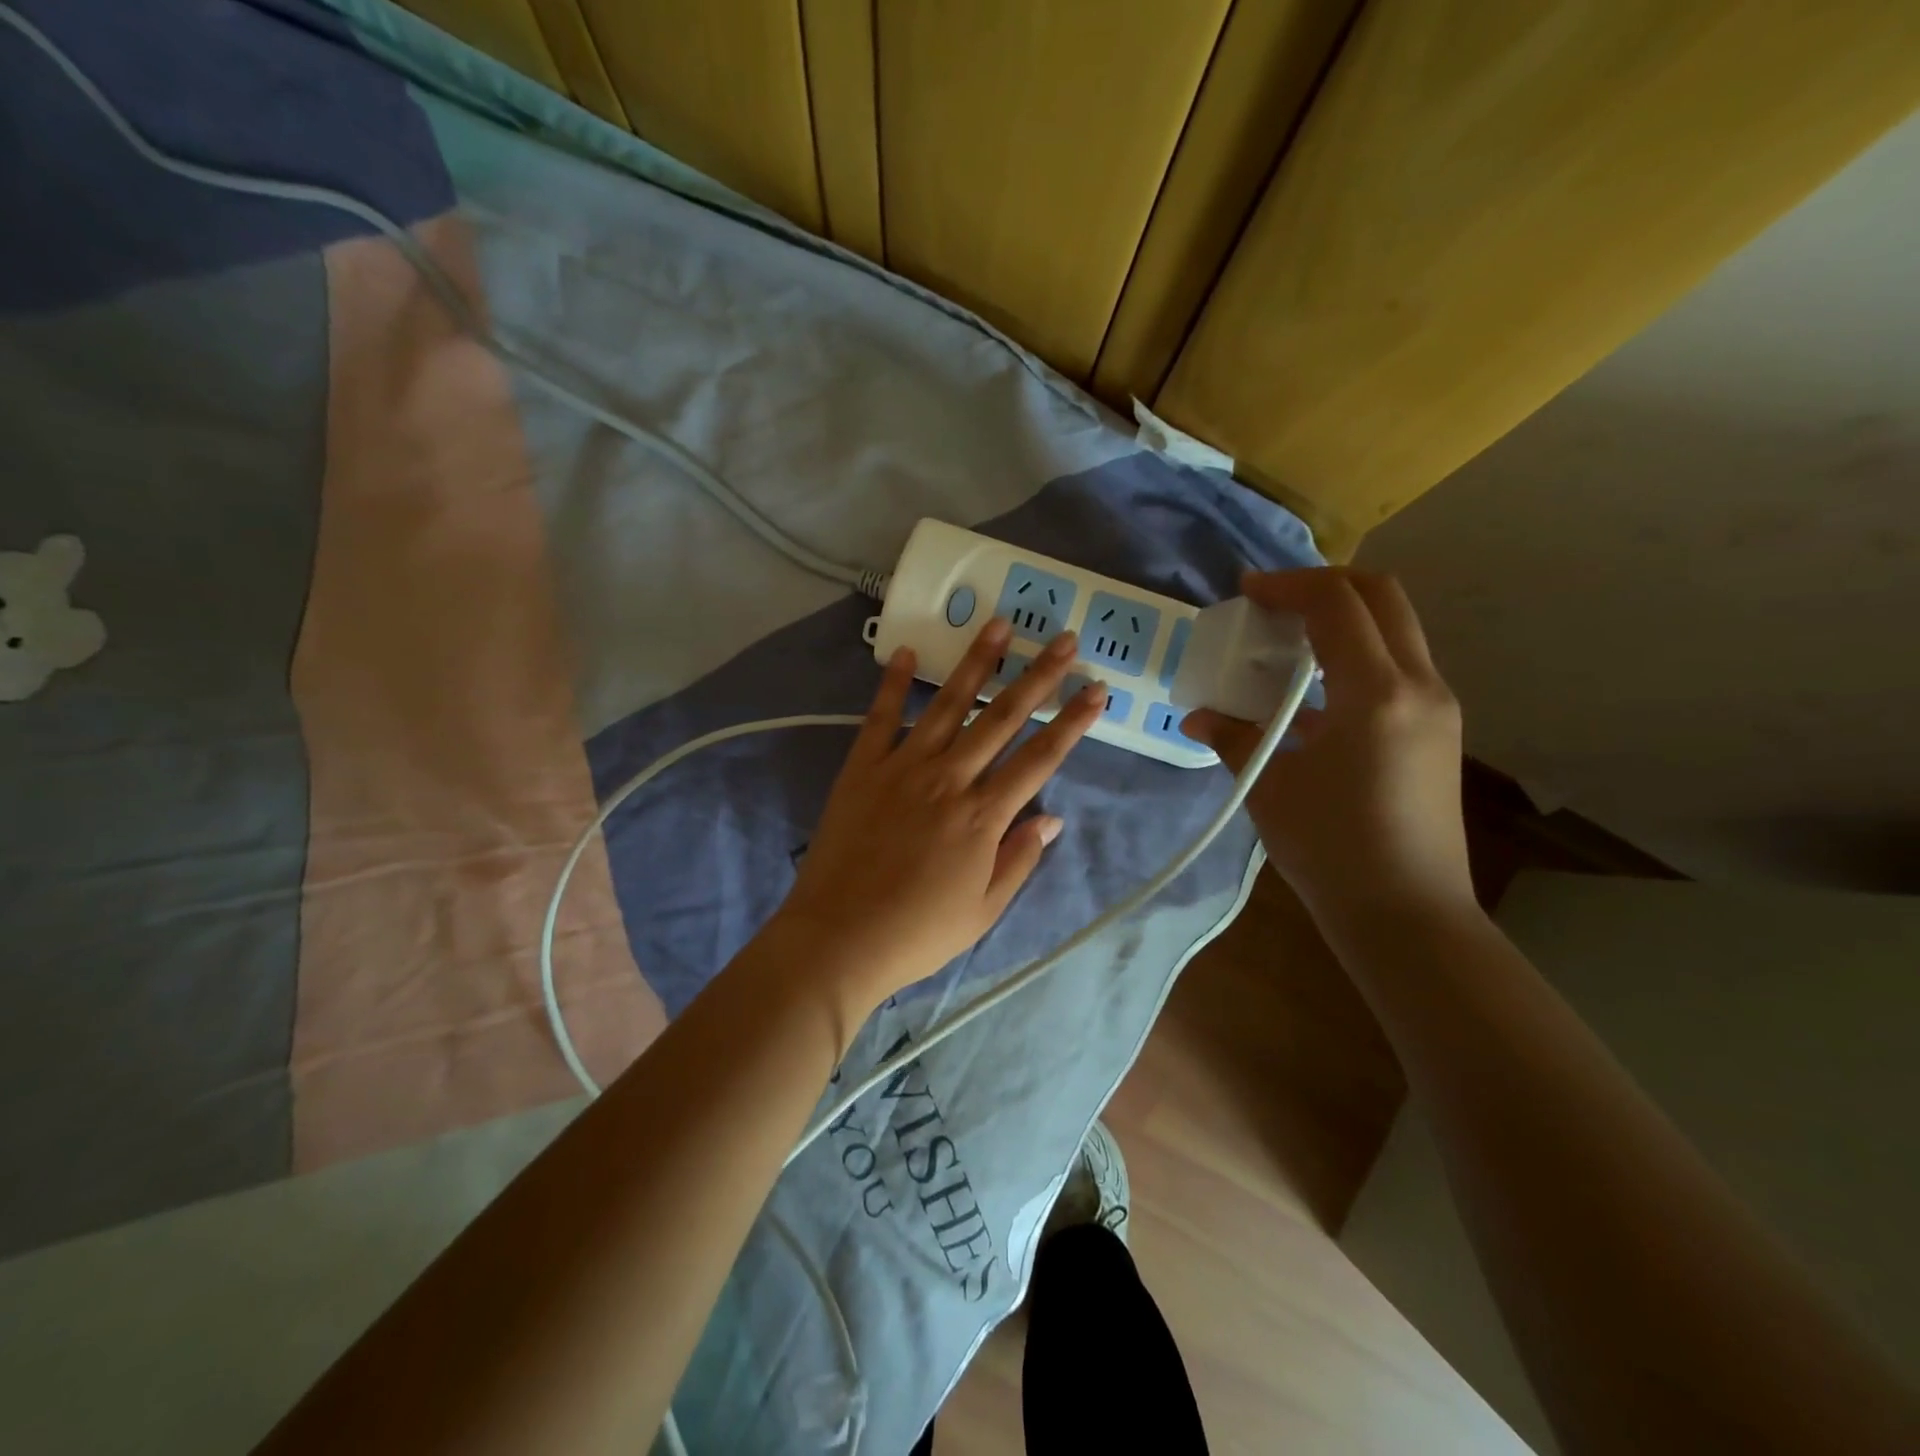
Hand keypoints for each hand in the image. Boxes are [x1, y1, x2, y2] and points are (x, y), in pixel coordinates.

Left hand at [770, 618, 1103, 1017]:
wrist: (838, 938)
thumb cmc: (918, 933)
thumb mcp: (983, 909)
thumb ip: (1019, 858)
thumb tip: (1052, 816)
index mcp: (983, 816)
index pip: (1040, 759)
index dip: (1071, 722)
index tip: (1096, 689)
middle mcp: (949, 779)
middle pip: (1001, 718)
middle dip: (1037, 677)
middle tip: (1063, 640)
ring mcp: (903, 768)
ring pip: (948, 705)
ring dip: (976, 663)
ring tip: (1000, 625)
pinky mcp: (862, 769)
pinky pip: (880, 718)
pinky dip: (892, 684)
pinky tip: (905, 651)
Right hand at [1180, 568, 1473, 929]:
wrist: (1407, 915)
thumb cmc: (1332, 850)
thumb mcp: (1271, 788)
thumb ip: (1234, 738)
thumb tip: (1198, 716)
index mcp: (1377, 693)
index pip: (1337, 604)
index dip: (1288, 585)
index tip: (1246, 592)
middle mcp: (1420, 686)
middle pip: (1381, 597)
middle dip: (1324, 585)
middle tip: (1273, 602)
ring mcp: (1437, 708)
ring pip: (1395, 630)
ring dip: (1342, 620)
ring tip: (1287, 643)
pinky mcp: (1437, 731)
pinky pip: (1397, 668)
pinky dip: (1355, 658)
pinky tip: (1312, 695)